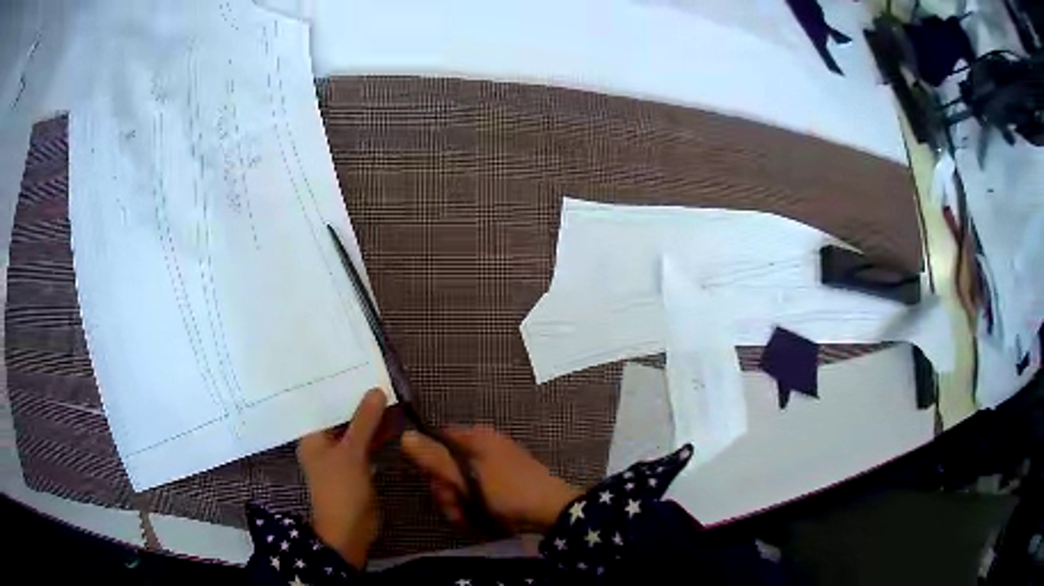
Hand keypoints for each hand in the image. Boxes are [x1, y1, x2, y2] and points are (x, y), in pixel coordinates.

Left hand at [298, 388, 387, 568]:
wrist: (349, 531)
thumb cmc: (341, 489)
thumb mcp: (352, 452)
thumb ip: (364, 421)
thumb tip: (376, 390)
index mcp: (312, 436)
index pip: (322, 404)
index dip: (338, 387)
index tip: (354, 366)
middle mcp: (323, 443)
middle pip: (340, 416)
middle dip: (358, 401)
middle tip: (378, 376)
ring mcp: (340, 456)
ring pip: (355, 430)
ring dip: (370, 418)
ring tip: (391, 394)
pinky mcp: (356, 467)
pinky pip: (365, 444)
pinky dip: (376, 435)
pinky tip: (394, 423)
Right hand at [402, 426, 581, 533]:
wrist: (553, 511)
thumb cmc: (508, 492)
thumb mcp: (467, 478)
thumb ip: (434, 459)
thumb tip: (404, 435)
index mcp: (476, 437)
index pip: (436, 440)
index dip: (430, 463)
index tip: (436, 484)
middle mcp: (484, 446)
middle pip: (447, 466)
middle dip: (447, 491)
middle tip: (455, 507)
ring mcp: (495, 465)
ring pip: (460, 483)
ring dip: (458, 503)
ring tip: (468, 518)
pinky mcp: (502, 483)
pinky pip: (476, 492)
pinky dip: (473, 506)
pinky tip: (478, 520)